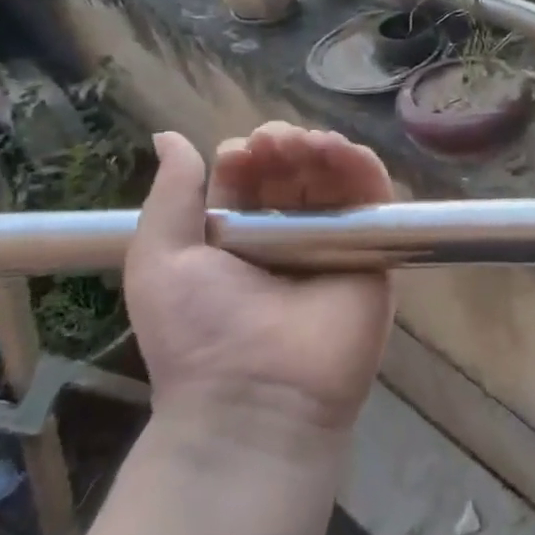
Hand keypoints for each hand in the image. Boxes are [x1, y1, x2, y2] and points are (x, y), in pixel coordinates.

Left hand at [124, 123, 395, 451]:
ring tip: (308, 144)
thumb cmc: (199, 332)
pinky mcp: (373, 253)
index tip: (242, 153)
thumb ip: (171, 194)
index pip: (250, 178)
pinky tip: (342, 152)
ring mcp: (333, 244)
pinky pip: (374, 200)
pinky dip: (362, 167)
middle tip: (277, 144)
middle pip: (295, 172)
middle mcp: (287, 237)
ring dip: (323, 149)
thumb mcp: (161, 260)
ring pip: (336, 179)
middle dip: (285, 146)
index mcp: (237, 238)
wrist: (257, 398)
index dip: (248, 155)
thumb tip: (168, 136)